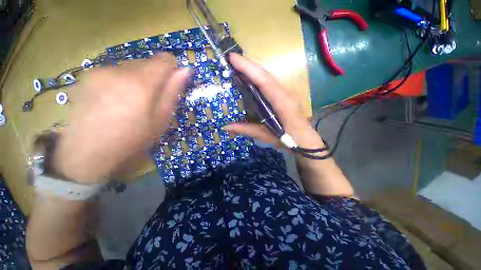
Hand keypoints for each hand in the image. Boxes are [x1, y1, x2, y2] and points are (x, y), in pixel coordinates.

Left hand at [52, 54, 190, 183]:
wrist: (86, 153)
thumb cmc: (133, 139)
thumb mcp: (161, 119)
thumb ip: (173, 92)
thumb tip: (185, 71)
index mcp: (141, 83)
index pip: (165, 59)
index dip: (172, 69)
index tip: (171, 85)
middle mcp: (119, 70)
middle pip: (147, 62)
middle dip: (154, 77)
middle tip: (150, 101)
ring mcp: (99, 71)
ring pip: (130, 67)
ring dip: (137, 80)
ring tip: (130, 103)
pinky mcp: (86, 76)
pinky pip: (113, 72)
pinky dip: (120, 82)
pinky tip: (112, 101)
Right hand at [223, 53, 323, 150]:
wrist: (306, 141)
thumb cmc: (289, 140)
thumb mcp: (267, 136)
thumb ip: (247, 130)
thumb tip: (226, 127)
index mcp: (282, 103)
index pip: (264, 81)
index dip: (249, 68)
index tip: (233, 58)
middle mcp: (286, 93)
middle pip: (266, 74)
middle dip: (248, 64)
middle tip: (231, 59)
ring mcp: (287, 92)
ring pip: (268, 76)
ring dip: (253, 69)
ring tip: (237, 65)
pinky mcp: (285, 95)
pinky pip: (270, 82)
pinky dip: (258, 77)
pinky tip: (250, 77)